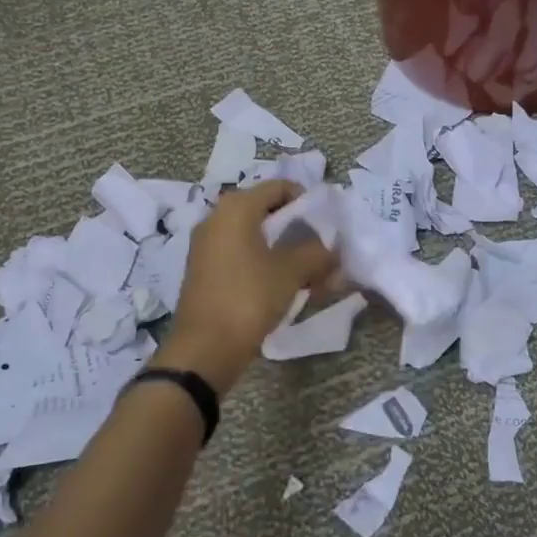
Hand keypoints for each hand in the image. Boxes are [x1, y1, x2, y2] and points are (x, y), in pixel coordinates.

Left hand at [156, 181, 337, 393]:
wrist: (205, 348)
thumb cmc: (249, 298)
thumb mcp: (292, 272)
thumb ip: (317, 253)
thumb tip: (331, 249)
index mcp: (236, 208)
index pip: (279, 187)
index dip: (307, 201)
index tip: (326, 225)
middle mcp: (216, 218)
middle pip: (266, 211)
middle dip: (297, 229)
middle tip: (320, 250)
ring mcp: (207, 245)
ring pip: (254, 235)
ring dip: (283, 249)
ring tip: (307, 273)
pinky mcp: (204, 270)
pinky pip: (241, 254)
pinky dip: (263, 263)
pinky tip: (282, 286)